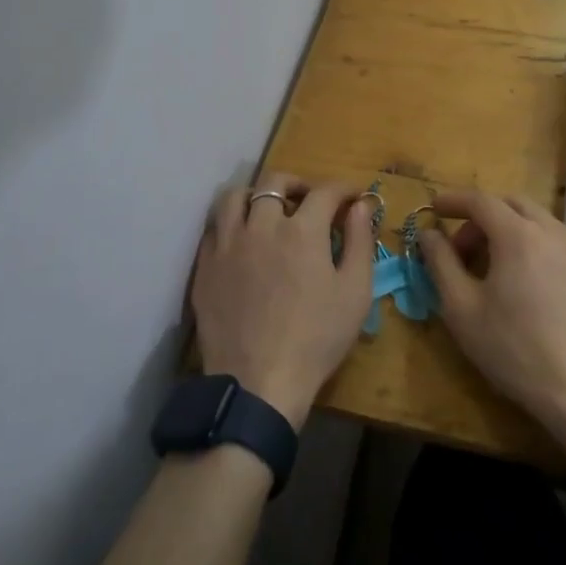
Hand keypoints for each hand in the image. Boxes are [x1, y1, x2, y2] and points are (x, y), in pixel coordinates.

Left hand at [191, 175, 377, 429]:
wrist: (258, 383)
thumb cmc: (316, 339)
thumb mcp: (355, 293)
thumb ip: (360, 242)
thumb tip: (361, 206)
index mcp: (301, 230)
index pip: (325, 192)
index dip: (343, 189)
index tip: (353, 197)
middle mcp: (261, 225)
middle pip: (274, 182)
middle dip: (297, 183)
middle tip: (309, 200)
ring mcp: (227, 244)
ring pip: (235, 197)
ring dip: (256, 195)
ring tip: (268, 212)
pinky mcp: (205, 265)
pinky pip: (214, 227)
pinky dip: (232, 222)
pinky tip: (243, 240)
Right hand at [418, 190, 565, 441]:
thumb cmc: (513, 350)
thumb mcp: (461, 309)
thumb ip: (440, 262)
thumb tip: (429, 233)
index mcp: (518, 235)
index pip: (481, 201)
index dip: (454, 200)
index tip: (435, 208)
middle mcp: (555, 233)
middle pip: (514, 205)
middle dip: (484, 216)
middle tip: (465, 248)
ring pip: (543, 224)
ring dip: (515, 232)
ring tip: (500, 269)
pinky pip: (565, 249)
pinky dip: (541, 253)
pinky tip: (535, 289)